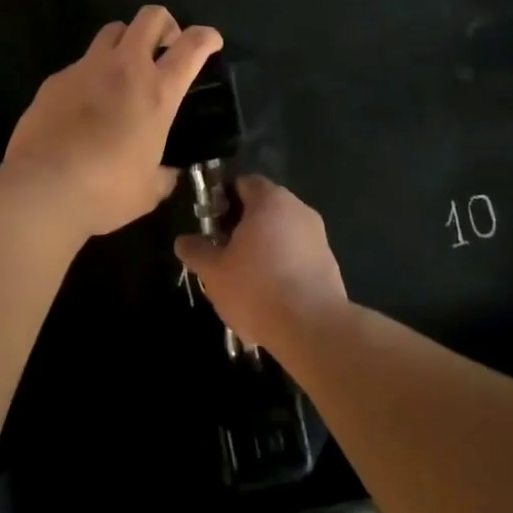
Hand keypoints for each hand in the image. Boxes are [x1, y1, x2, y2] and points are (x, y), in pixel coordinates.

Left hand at [1, 6, 222, 237]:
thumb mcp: (150, 189)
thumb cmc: (105, 191)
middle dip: (165, 24)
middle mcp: (124, 68)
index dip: (207, 37)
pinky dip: (92, 74)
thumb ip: (164, 173)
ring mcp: (86, 68)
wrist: (42, 188)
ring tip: (125, 70)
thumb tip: (167, 172)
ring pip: (113, 30)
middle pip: (150, 17)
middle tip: (166, 48)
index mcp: (157, 92)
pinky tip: (85, 105)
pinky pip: (81, 63)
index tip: (211, 42)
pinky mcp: (55, 79)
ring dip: (127, 41)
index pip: (192, 46)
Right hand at [174, 176, 347, 350]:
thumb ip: (196, 251)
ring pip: (283, 234)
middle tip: (224, 252)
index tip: (211, 223)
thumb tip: (183, 241)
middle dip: (243, 226)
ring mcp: (319, 237)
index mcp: (270, 200)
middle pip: (265, 208)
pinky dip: (284, 268)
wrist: (313, 329)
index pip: (244, 183)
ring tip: (246, 280)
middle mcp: (298, 209)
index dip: (224, 199)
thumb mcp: (214, 272)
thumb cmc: (257, 288)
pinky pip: (299, 256)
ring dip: (265, 249)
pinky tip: (271, 297)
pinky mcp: (330, 264)